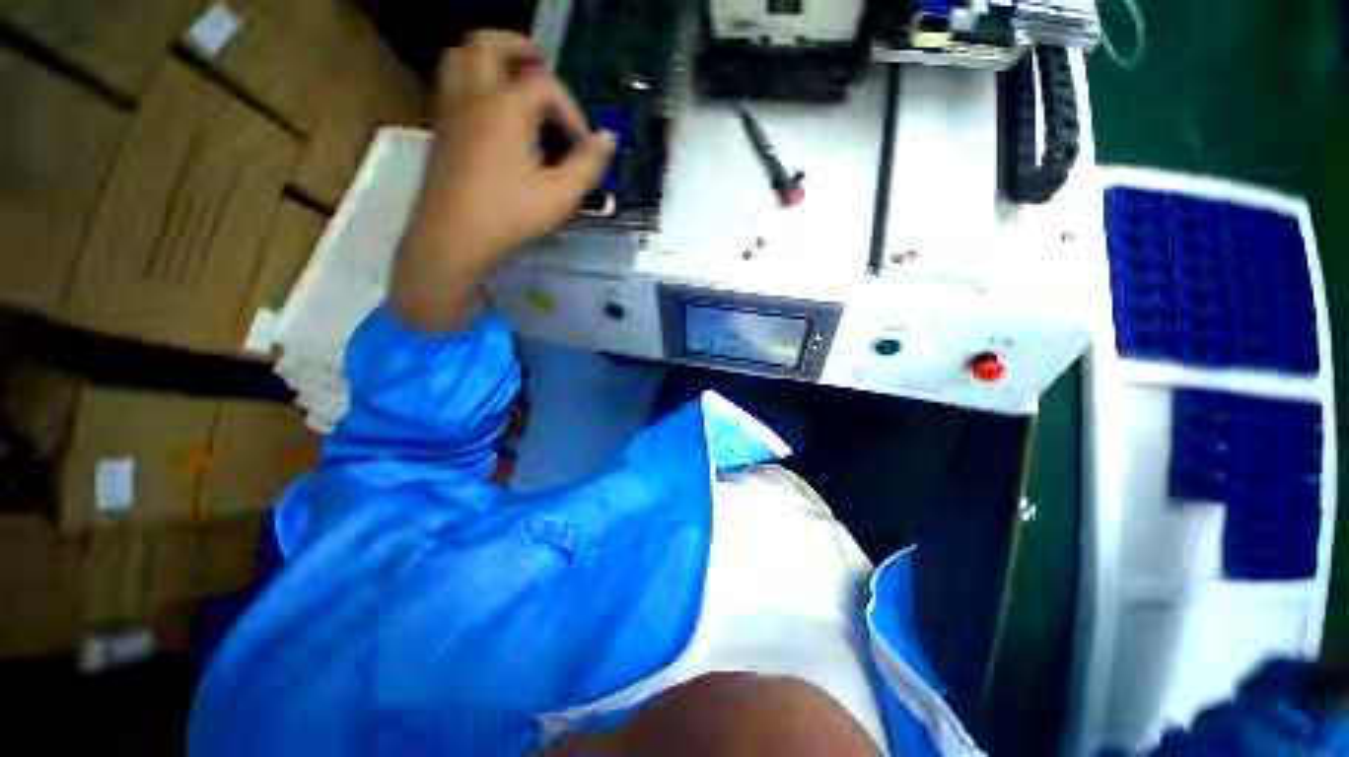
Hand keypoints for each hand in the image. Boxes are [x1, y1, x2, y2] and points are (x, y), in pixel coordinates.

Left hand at [394, 31, 615, 331]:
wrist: (453, 239)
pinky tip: (492, 111)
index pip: (546, 86)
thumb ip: (588, 163)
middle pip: (488, 44)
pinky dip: (473, 80)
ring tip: (512, 76)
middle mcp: (473, 96)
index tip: (583, 147)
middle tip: (540, 63)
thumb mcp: (560, 194)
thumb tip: (608, 138)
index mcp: (505, 106)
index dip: (572, 112)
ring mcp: (450, 111)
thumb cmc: (510, 215)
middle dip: (518, 47)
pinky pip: (452, 84)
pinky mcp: (440, 131)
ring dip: (489, 57)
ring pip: (459, 57)